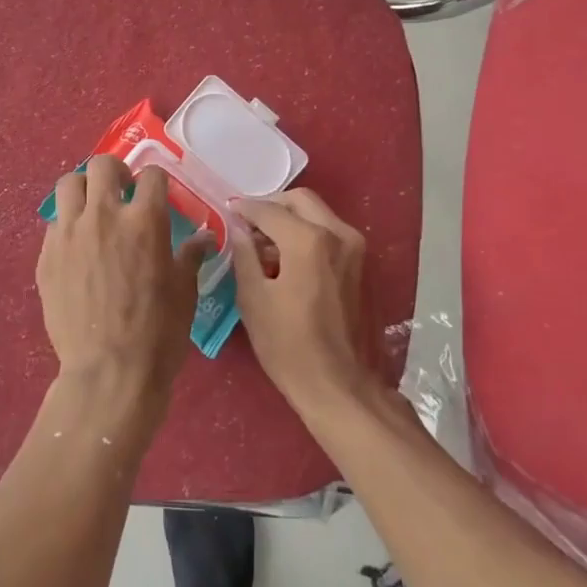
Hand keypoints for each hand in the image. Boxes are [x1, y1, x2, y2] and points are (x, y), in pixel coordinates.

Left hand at [37, 156, 210, 426]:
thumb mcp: (184, 291)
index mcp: (145, 221)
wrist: (109, 373)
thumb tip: (205, 237)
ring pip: (68, 185)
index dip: (157, 180)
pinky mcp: (46, 257)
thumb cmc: (158, 332)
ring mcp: (69, 234)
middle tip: (123, 192)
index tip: (157, 194)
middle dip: (116, 172)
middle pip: (102, 165)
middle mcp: (104, 216)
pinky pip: (54, 224)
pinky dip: (68, 225)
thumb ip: (191, 255)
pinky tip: (78, 248)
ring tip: (93, 210)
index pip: (151, 175)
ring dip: (84, 190)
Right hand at [231, 189, 374, 413]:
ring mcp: (355, 248)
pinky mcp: (361, 264)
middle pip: (300, 200)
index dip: (244, 209)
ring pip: (318, 214)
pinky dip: (307, 233)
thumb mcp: (253, 299)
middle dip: (271, 206)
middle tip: (246, 223)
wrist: (339, 385)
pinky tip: (286, 258)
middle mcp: (338, 233)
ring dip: (290, 219)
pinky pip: (329, 233)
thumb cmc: (288, 346)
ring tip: (263, 244)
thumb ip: (244, 255)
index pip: (269, 210)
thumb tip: (238, 229)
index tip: (226, 211)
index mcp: (309, 240)